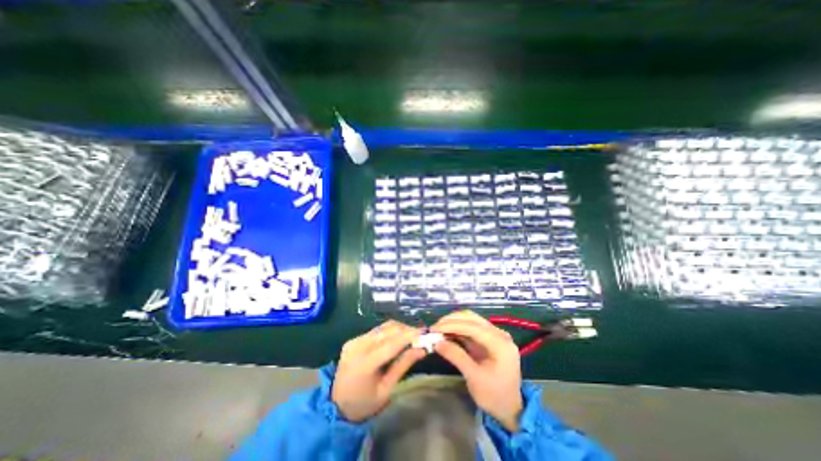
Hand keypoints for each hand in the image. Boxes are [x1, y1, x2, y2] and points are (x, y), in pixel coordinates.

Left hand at [332, 321, 426, 420]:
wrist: (336, 407)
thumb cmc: (364, 404)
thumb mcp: (386, 389)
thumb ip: (403, 366)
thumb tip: (422, 349)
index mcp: (365, 363)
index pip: (391, 343)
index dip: (409, 335)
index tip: (425, 332)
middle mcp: (358, 347)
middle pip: (387, 330)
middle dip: (406, 330)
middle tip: (421, 335)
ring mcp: (354, 341)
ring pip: (382, 327)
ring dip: (399, 329)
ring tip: (411, 336)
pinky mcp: (353, 340)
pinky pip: (376, 331)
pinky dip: (389, 332)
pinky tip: (397, 338)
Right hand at [433, 309, 522, 432]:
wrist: (510, 408)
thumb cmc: (494, 396)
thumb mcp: (474, 378)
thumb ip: (456, 357)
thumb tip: (437, 343)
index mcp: (500, 343)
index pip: (472, 326)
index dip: (452, 325)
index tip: (434, 329)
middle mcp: (499, 334)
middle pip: (472, 318)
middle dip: (451, 321)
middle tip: (434, 328)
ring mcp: (495, 334)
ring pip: (471, 319)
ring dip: (454, 322)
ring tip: (438, 329)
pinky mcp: (489, 338)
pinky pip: (472, 327)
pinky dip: (458, 328)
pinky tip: (447, 332)